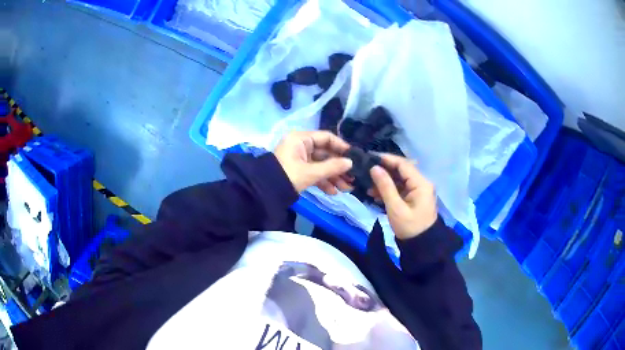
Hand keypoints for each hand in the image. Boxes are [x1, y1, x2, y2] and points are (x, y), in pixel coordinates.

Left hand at [274, 131, 352, 194]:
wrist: (264, 193)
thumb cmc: (287, 177)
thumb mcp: (310, 173)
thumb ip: (332, 167)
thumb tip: (350, 163)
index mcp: (301, 139)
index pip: (326, 137)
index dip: (341, 146)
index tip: (354, 157)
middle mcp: (301, 146)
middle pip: (325, 153)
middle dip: (339, 166)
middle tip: (352, 177)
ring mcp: (299, 158)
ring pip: (321, 164)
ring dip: (333, 176)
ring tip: (346, 188)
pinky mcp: (298, 170)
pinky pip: (314, 172)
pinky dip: (323, 181)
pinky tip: (333, 192)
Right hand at [368, 154, 436, 239]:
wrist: (422, 245)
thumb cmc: (409, 227)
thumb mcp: (395, 208)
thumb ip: (385, 186)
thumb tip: (374, 168)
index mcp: (421, 183)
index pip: (403, 164)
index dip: (387, 159)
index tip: (370, 158)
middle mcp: (421, 183)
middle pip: (401, 170)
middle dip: (384, 171)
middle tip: (366, 171)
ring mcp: (418, 191)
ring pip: (399, 180)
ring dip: (384, 182)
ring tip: (368, 186)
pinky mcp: (413, 198)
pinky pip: (400, 189)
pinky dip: (388, 190)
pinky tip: (375, 194)